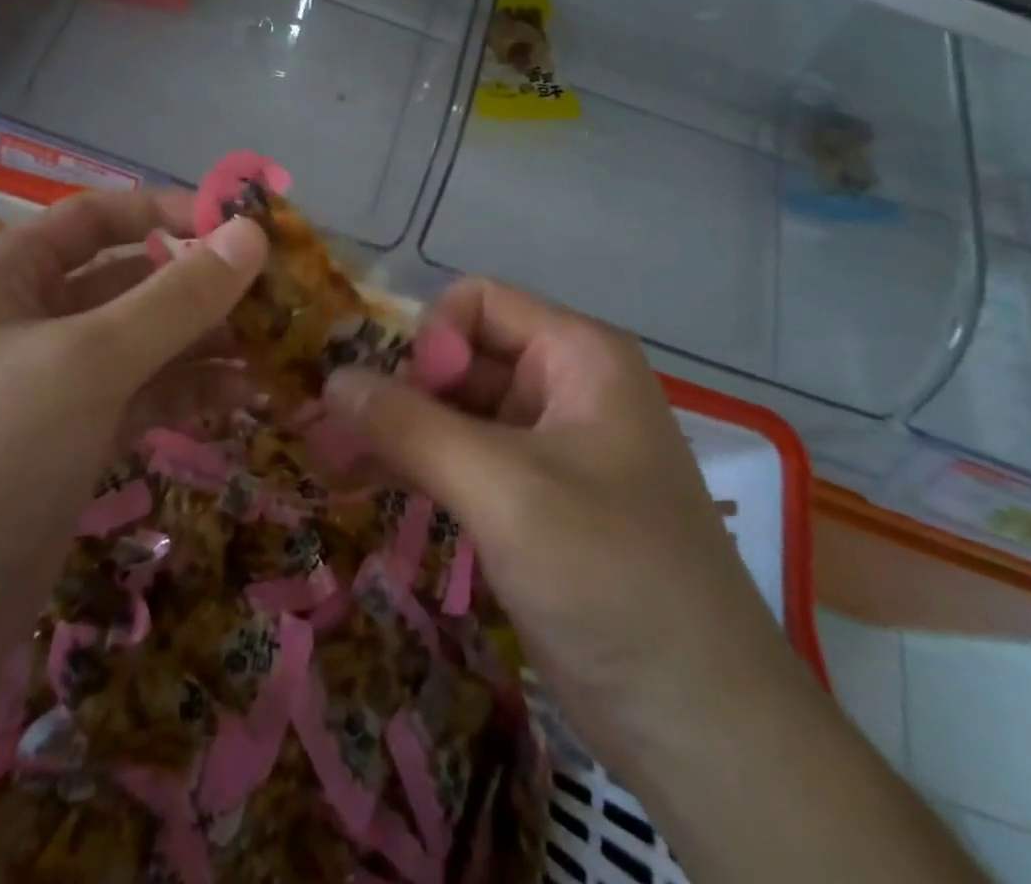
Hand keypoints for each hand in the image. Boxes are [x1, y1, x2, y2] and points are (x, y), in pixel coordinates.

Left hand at [0, 188, 270, 460]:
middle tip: (282, 298)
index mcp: (10, 273)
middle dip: (202, 287)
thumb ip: (177, 297)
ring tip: (277, 351)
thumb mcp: (88, 360)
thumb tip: (253, 234)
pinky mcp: (72, 442)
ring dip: (206, 343)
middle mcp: (30, 318)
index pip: (102, 217)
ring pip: (144, 344)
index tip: (245, 227)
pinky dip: (189, 393)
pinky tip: (243, 397)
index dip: (172, 212)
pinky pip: (142, 398)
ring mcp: (52, 385)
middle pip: (132, 281)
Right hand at [324, 278, 802, 777]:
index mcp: (578, 355)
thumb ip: (410, 426)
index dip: (430, 339)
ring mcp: (548, 446)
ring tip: (329, 458)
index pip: (478, 303)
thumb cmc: (610, 577)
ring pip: (454, 411)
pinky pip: (462, 460)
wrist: (700, 726)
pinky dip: (416, 466)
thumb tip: (332, 377)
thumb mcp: (503, 490)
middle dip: (398, 389)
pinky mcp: (532, 501)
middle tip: (332, 433)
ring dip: (396, 431)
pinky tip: (363, 483)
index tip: (398, 400)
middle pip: (461, 356)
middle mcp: (564, 386)